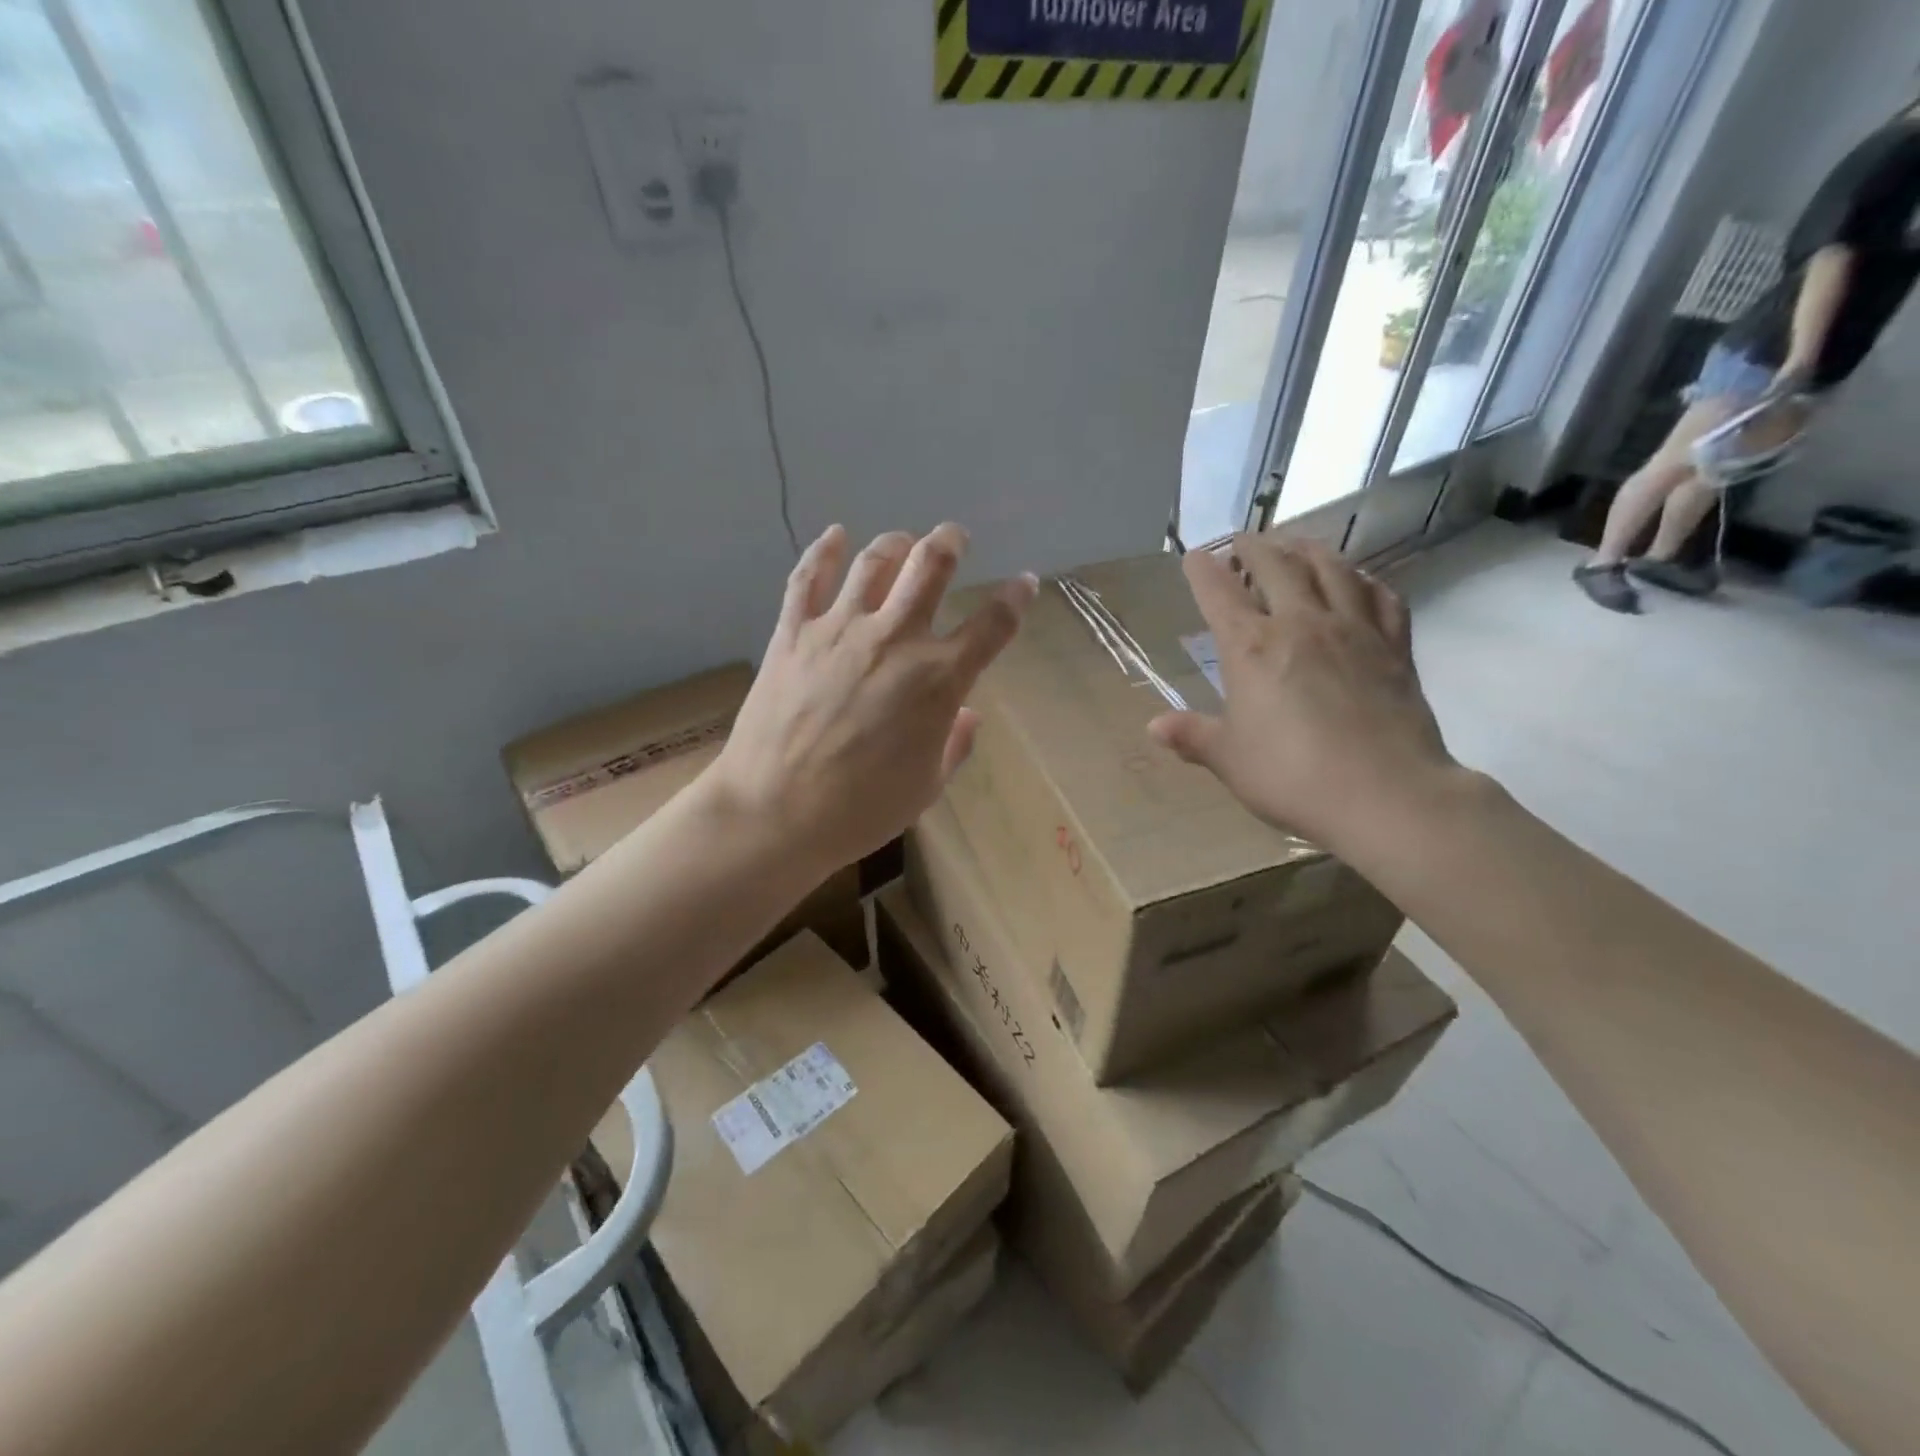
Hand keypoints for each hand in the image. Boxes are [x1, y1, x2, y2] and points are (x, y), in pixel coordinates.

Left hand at [712, 523, 1036, 871]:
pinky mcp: (794, 633)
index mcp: (938, 680)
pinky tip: (835, 535)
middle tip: (955, 538)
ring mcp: (840, 630)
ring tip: (904, 542)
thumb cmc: (861, 810)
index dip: (1016, 598)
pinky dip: (824, 550)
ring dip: (897, 543)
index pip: (992, 625)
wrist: (775, 813)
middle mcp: (895, 640)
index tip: (1025, 582)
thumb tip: (967, 714)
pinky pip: (809, 578)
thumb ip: (954, 743)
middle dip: (951, 542)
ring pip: (875, 560)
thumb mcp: (927, 786)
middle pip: (931, 566)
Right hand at [1147, 534, 1456, 857]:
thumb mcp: (1229, 760)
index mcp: (1252, 648)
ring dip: (1308, 549)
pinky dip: (1364, 580)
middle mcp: (1301, 624)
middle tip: (1243, 541)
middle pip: (1276, 567)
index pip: (1219, 594)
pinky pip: (1381, 596)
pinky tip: (1358, 581)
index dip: (1202, 571)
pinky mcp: (1394, 646)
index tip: (1194, 556)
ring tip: (1295, 544)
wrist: (1386, 795)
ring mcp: (1353, 630)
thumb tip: (1154, 726)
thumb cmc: (1292, 777)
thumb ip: (1193, 736)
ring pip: (1331, 569)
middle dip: (1254, 548)